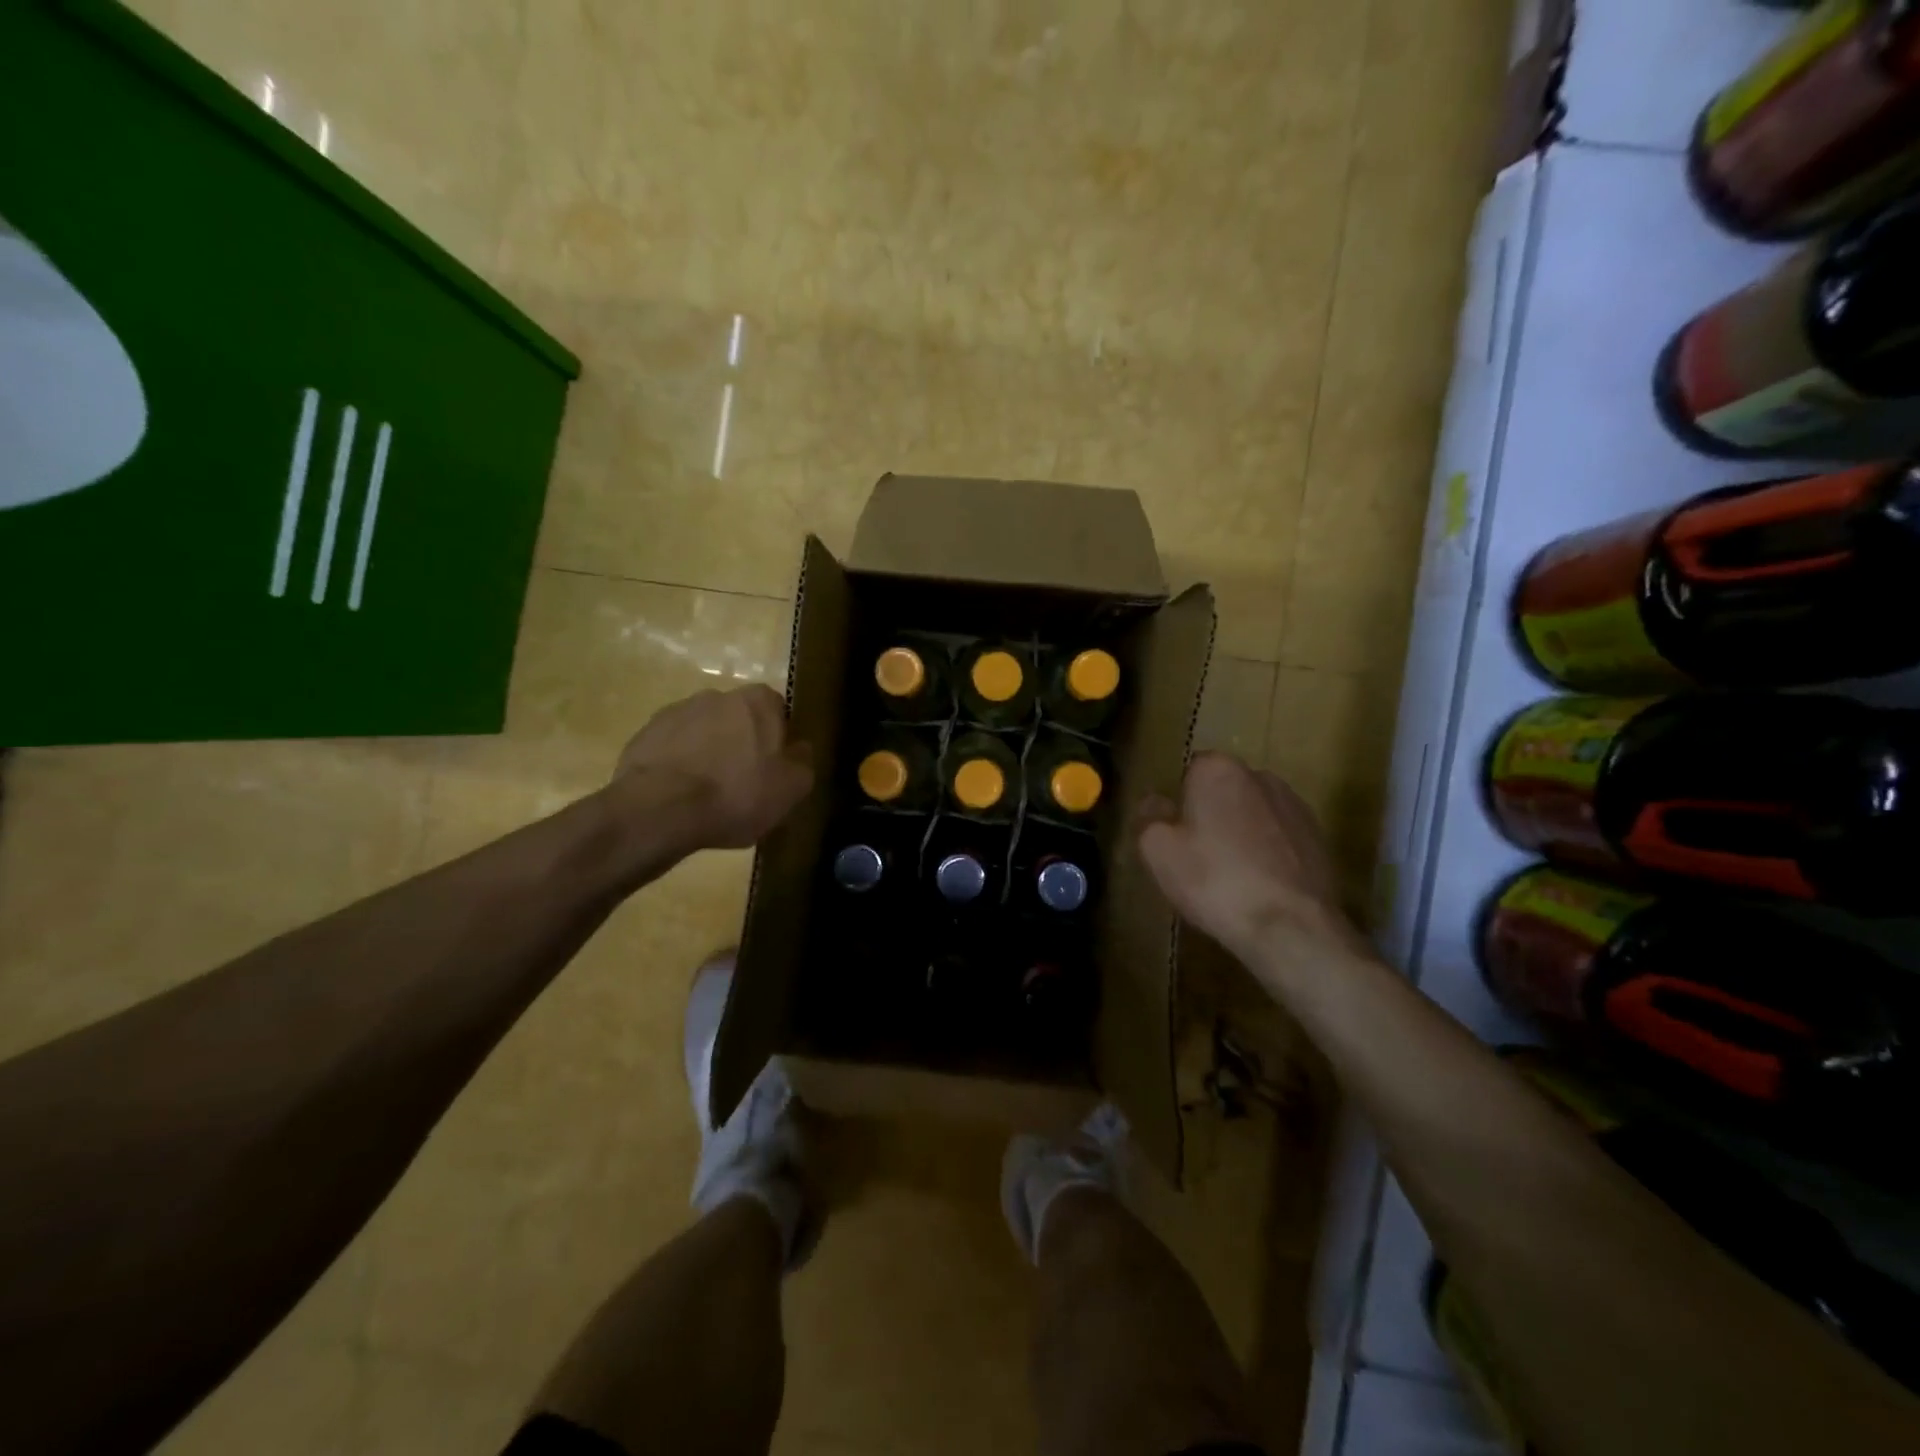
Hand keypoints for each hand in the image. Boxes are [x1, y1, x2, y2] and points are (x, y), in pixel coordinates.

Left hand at [613, 685, 812, 849]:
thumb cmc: (737, 794)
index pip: (777, 710)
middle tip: (743, 783)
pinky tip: (680, 797)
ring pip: (704, 733)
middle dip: (741, 744)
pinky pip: (673, 749)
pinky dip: (679, 766)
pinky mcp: (645, 735)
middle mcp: (717, 695)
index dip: (778, 739)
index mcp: (758, 701)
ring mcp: (676, 713)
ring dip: (708, 754)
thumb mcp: (792, 788)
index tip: (774, 768)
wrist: (660, 809)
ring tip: (707, 795)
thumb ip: (803, 762)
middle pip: (739, 719)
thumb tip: (800, 749)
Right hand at [1138, 752, 1365, 973]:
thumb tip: (1155, 802)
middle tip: (1197, 856)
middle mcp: (1260, 776)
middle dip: (1211, 814)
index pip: (1189, 771)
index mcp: (1218, 770)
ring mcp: (1295, 806)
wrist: (1291, 928)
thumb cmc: (1215, 881)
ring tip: (1231, 876)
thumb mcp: (1157, 851)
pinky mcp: (1319, 838)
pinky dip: (1268, 854)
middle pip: (1224, 791)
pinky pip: (1279, 838)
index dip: (1179, 802)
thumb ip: (1149, 817)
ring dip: (1241, 833)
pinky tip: (1259, 887)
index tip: (1173, 834)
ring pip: (1253, 814)